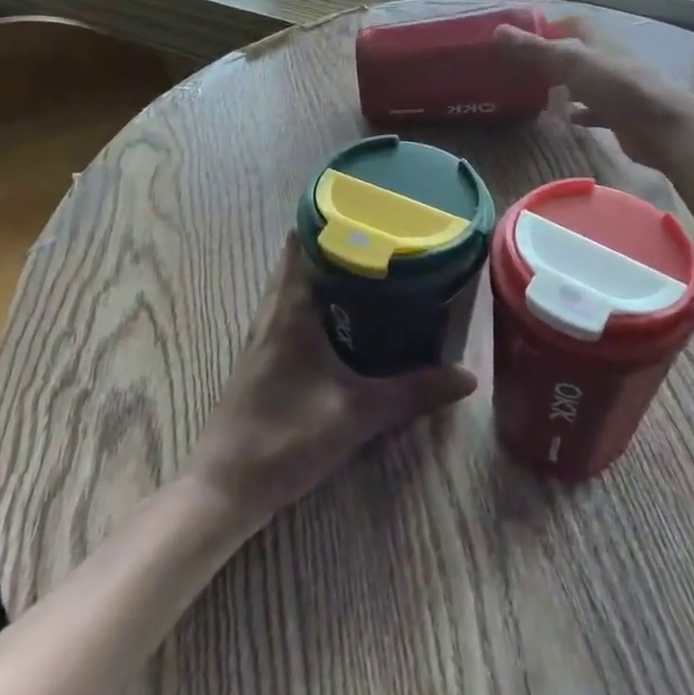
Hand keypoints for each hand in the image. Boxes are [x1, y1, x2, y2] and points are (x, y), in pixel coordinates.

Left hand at [185, 233, 475, 530]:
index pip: (304, 239)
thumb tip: (467, 376)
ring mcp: (264, 333)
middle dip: (338, 242)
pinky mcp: (264, 355)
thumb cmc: (287, 437)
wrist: (226, 486)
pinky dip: (318, 298)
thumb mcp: (358, 413)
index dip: (332, 217)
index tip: (369, 207)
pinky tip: (346, 317)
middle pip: (300, 257)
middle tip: (382, 236)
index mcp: (290, 307)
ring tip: (371, 267)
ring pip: (294, 283)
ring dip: (326, 271)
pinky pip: (292, 308)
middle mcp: (273, 310)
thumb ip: (414, 392)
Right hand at [494, 15, 693, 169]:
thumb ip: (534, 49)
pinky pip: (594, 110)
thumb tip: (498, 30)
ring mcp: (615, 87)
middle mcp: (607, 58)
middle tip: (520, 68)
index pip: (571, 23)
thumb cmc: (616, 86)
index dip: (547, 27)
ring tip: (534, 92)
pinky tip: (563, 119)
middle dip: (551, 58)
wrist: (661, 127)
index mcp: (597, 39)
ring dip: (564, 85)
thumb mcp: (570, 62)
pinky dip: (579, 112)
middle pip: (575, 52)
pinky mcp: (620, 114)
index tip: (520, 38)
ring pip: (584, 81)